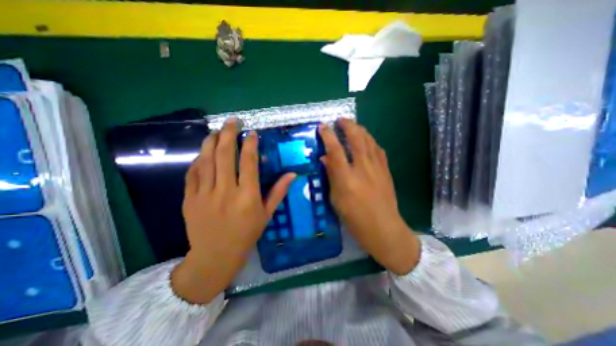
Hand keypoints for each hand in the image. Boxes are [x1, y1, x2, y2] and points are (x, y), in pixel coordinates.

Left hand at [170, 118, 294, 302]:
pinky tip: (203, 153)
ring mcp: (204, 194)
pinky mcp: (189, 199)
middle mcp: (225, 191)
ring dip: (211, 142)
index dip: (250, 144)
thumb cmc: (246, 234)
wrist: (215, 256)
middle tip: (232, 121)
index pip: (248, 162)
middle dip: (229, 134)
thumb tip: (292, 174)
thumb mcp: (267, 214)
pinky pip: (192, 173)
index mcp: (247, 196)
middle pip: (225, 155)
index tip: (252, 133)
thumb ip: (278, 192)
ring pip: (206, 160)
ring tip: (216, 131)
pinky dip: (198, 160)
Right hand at [320, 119, 420, 275]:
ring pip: (369, 142)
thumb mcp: (336, 200)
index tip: (323, 127)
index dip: (328, 136)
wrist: (383, 229)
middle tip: (341, 119)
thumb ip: (331, 176)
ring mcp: (377, 168)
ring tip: (353, 125)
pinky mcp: (386, 171)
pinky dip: (371, 142)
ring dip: (360, 130)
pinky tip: (367, 141)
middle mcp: (363, 169)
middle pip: (356, 139)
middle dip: (348, 126)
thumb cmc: (355, 219)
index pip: (335, 150)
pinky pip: (379, 150)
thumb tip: (325, 158)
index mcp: (347, 178)